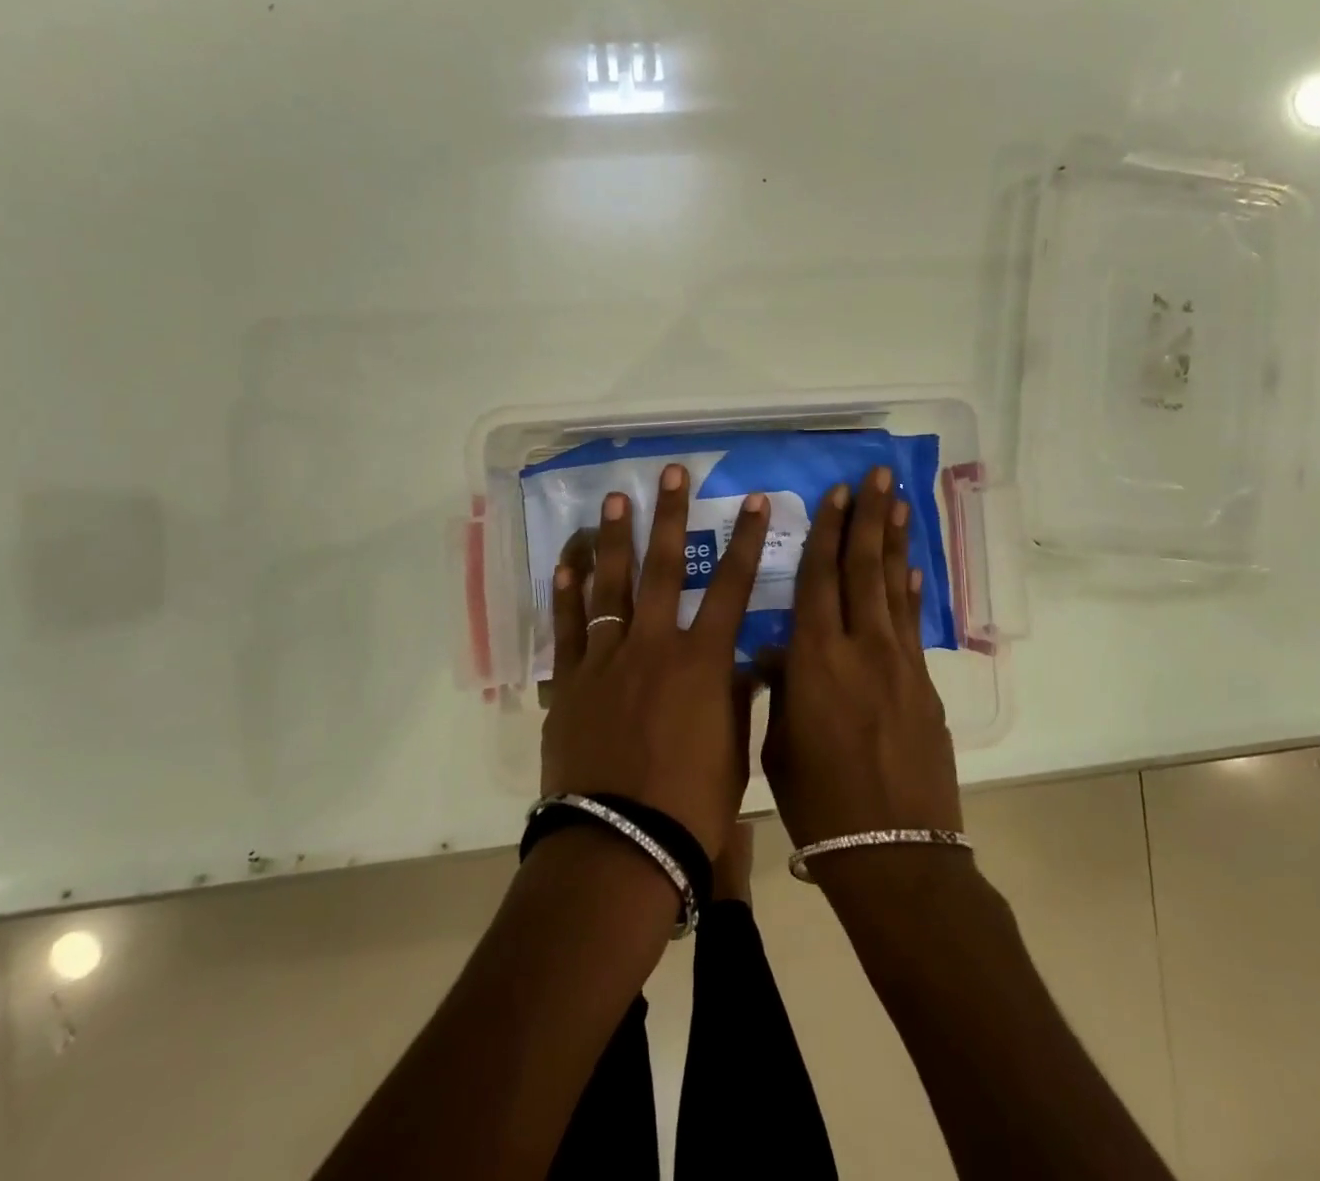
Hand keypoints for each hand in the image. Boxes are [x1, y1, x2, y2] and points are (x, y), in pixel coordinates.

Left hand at [541, 462, 770, 858]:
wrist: (622, 846)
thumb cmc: (691, 805)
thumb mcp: (731, 749)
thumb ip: (735, 698)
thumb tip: (742, 666)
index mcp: (701, 662)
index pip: (731, 588)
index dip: (746, 541)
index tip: (753, 501)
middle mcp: (653, 647)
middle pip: (662, 568)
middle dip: (669, 516)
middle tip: (670, 473)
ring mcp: (605, 661)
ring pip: (609, 587)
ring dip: (612, 539)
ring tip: (613, 499)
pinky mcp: (569, 683)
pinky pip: (566, 630)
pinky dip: (565, 595)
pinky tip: (566, 563)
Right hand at [762, 467, 962, 847]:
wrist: (892, 851)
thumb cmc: (818, 802)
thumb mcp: (779, 743)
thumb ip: (780, 688)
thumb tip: (776, 654)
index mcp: (814, 659)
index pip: (820, 580)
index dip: (828, 533)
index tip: (837, 493)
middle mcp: (860, 648)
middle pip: (863, 569)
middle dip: (868, 518)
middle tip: (876, 475)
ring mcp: (899, 664)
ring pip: (893, 587)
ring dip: (895, 541)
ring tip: (899, 501)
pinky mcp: (924, 685)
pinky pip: (911, 624)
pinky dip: (910, 590)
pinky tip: (911, 567)